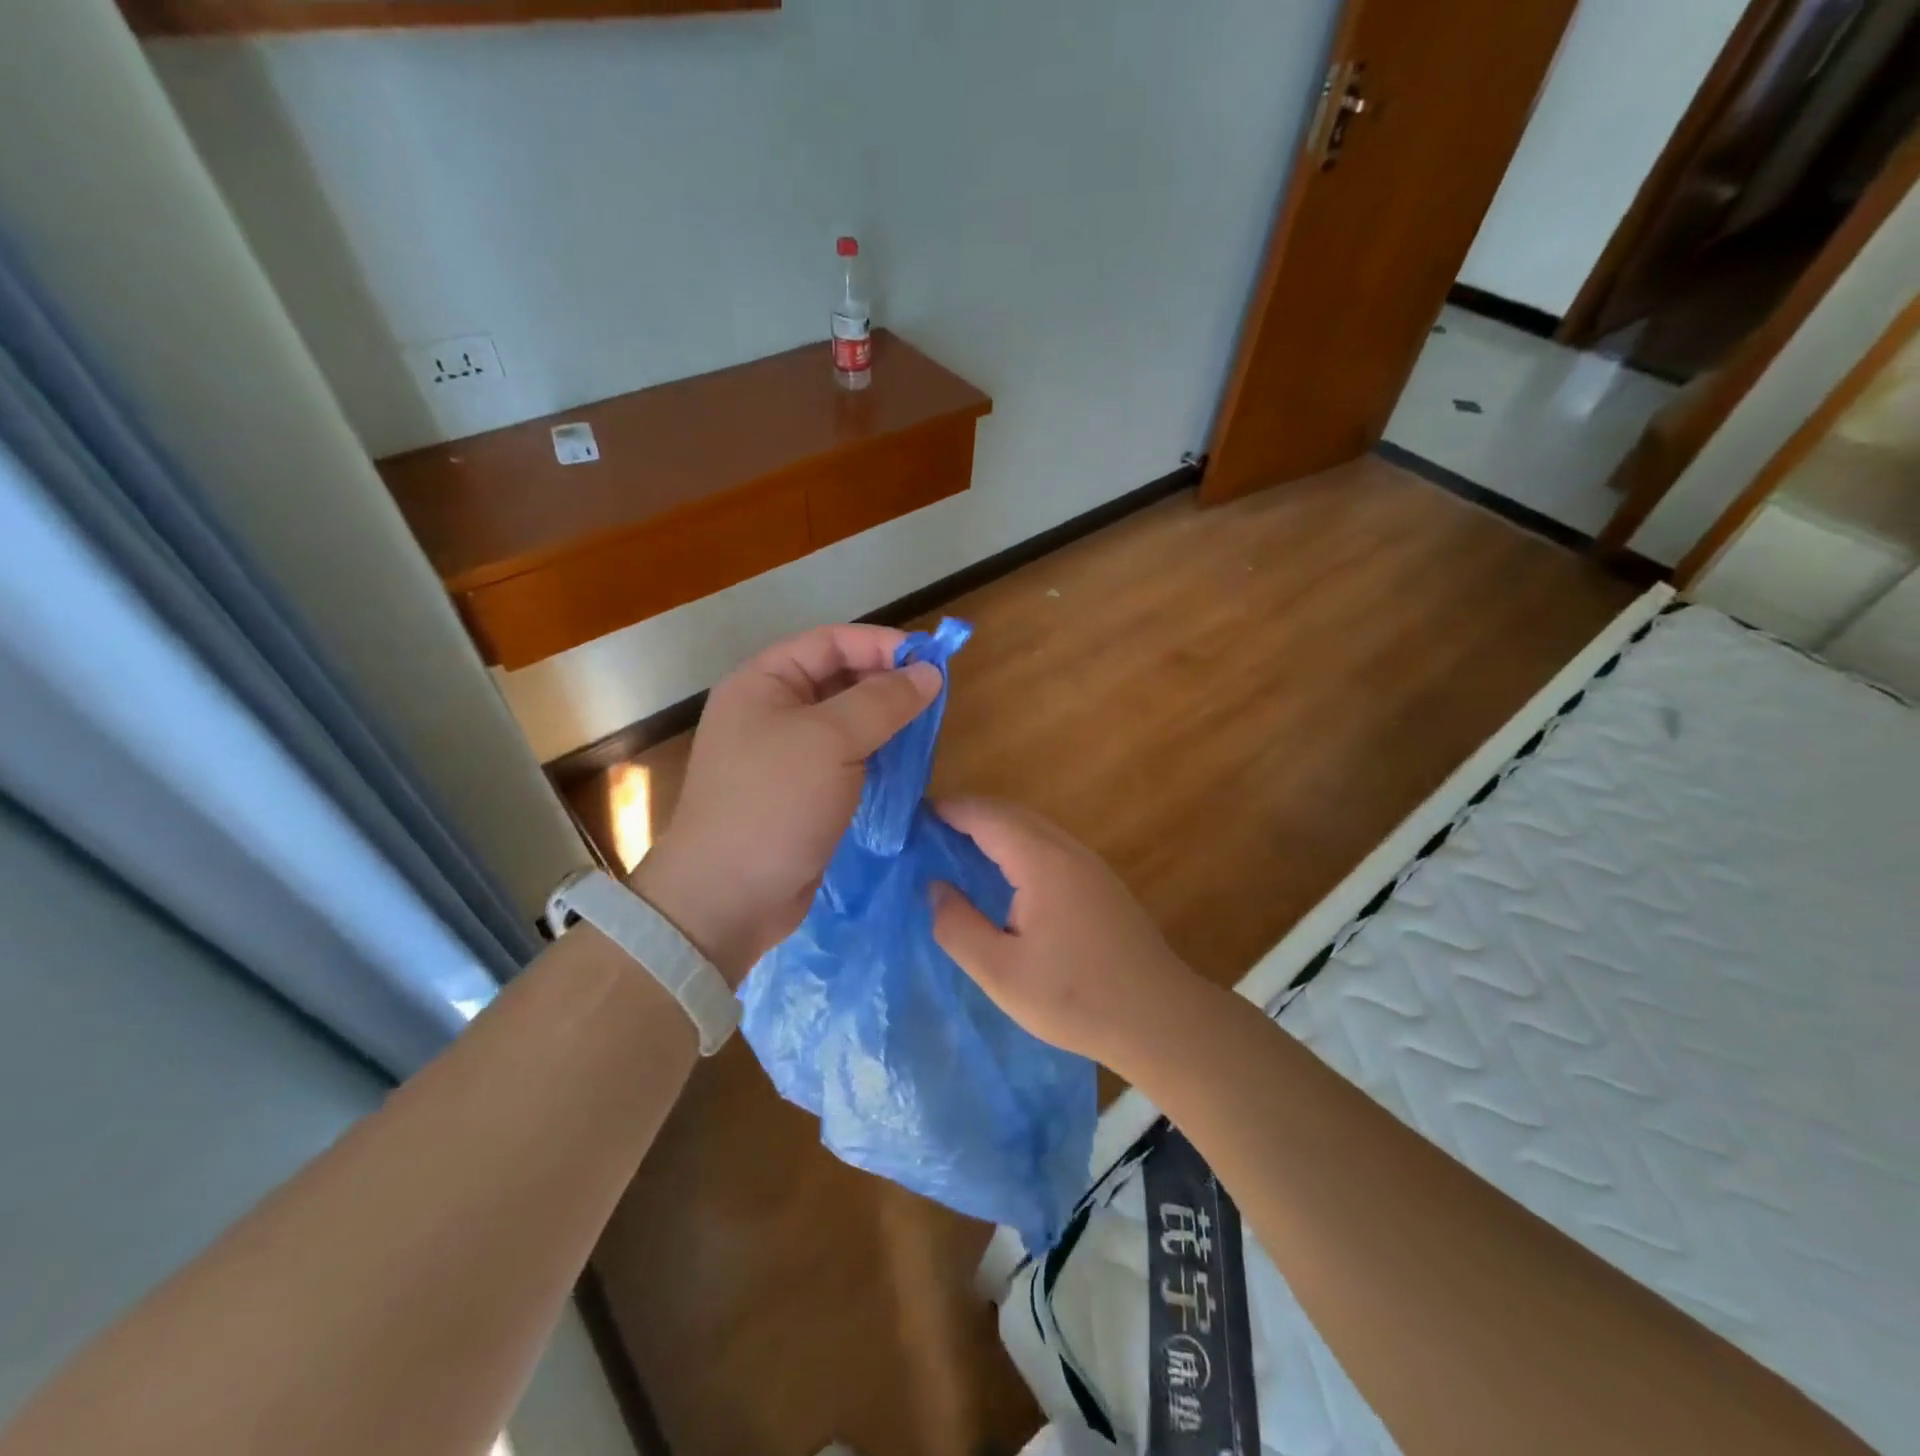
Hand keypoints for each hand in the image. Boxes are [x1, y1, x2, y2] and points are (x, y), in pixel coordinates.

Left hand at [631, 625, 940, 982]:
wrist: (728, 897)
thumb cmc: (774, 803)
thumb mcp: (831, 740)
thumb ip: (882, 701)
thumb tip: (929, 672)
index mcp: (763, 681)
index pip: (830, 642)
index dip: (881, 645)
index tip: (931, 662)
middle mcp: (771, 710)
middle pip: (838, 678)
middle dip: (886, 683)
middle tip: (935, 699)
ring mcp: (784, 754)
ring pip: (845, 721)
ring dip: (885, 721)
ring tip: (926, 729)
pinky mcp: (800, 792)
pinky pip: (845, 758)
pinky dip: (875, 755)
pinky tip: (904, 763)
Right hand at [929, 799, 1206, 1074]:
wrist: (1159, 1018)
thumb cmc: (1076, 998)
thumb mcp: (1001, 973)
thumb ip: (958, 927)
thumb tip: (935, 888)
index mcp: (1042, 862)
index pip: (987, 816)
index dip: (949, 810)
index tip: (913, 818)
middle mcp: (1067, 850)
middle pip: (1011, 813)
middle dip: (968, 814)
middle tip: (928, 833)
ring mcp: (1090, 864)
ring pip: (1033, 827)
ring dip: (994, 828)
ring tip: (957, 848)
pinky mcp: (1101, 882)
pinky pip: (1049, 845)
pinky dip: (1017, 844)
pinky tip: (1004, 875)